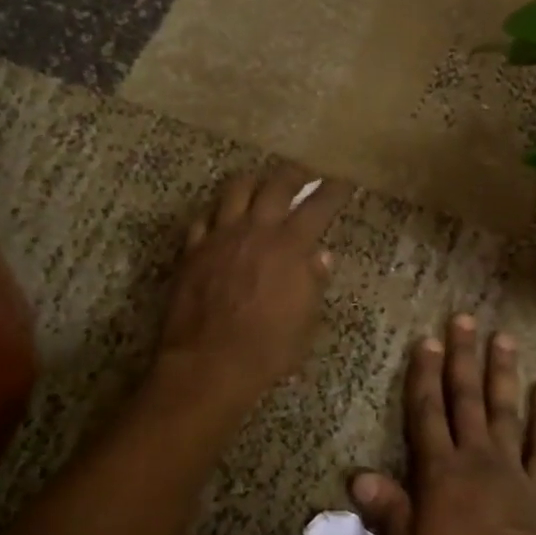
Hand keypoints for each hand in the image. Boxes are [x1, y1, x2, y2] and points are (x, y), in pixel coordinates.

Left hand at [157, 164, 350, 405]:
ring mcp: (219, 237)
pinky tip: (221, 216)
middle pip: (276, 185)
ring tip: (261, 182)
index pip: (318, 206)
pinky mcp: (192, 250)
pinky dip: (217, 212)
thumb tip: (320, 256)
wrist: (208, 363)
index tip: (343, 180)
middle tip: (305, 171)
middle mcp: (255, 231)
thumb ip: (313, 283)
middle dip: (295, 173)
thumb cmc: (267, 349)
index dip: (333, 190)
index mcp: (289, 247)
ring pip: (236, 190)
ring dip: (254, 181)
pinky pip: (203, 218)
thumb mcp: (305, 322)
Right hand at [352, 316, 535, 534]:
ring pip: (504, 410)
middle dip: (462, 358)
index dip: (423, 375)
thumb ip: (387, 512)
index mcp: (440, 472)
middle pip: (466, 398)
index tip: (426, 340)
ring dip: (502, 373)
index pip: (426, 412)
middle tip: (464, 319)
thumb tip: (356, 476)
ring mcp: (511, 470)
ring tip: (503, 338)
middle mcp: (476, 458)